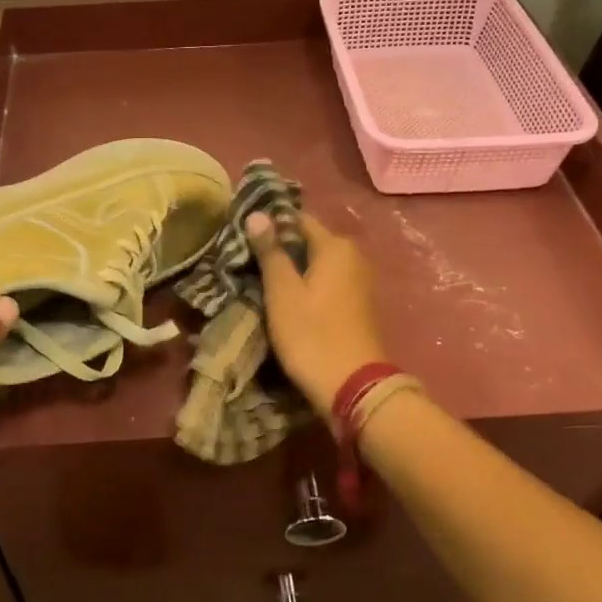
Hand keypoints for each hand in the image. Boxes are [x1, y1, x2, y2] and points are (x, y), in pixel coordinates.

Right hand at [245, 211, 387, 413]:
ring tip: (259, 278)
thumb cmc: (312, 334)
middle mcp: (353, 255)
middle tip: (246, 259)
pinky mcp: (358, 304)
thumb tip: (257, 214)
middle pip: (308, 241)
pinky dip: (307, 285)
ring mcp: (359, 281)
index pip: (296, 219)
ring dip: (292, 268)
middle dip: (279, 247)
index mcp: (335, 246)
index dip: (269, 224)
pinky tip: (285, 298)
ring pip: (317, 263)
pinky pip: (327, 282)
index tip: (242, 234)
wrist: (354, 387)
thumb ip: (271, 251)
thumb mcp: (282, 292)